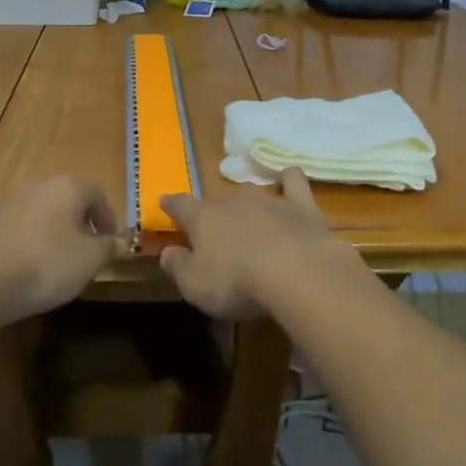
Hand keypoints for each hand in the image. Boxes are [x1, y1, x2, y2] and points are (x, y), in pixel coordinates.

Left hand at [0, 176, 119, 324]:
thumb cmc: (46, 264)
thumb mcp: (90, 260)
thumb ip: (108, 247)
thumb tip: (115, 242)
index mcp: (67, 187)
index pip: (97, 195)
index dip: (109, 219)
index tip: (111, 245)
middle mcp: (38, 186)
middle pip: (67, 202)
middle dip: (80, 226)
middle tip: (86, 255)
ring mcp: (8, 203)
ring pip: (41, 215)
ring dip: (53, 235)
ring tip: (56, 267)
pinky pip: (18, 231)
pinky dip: (28, 245)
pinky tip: (26, 272)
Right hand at [158, 169, 352, 318]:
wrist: (294, 272)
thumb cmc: (236, 283)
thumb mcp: (195, 286)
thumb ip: (177, 267)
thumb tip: (166, 252)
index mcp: (203, 219)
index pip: (181, 205)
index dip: (172, 204)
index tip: (165, 202)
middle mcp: (233, 201)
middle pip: (218, 202)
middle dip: (216, 213)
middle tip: (219, 234)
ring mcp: (268, 200)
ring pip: (251, 192)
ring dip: (249, 204)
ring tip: (253, 219)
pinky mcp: (300, 205)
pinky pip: (292, 180)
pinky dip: (288, 179)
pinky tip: (287, 182)